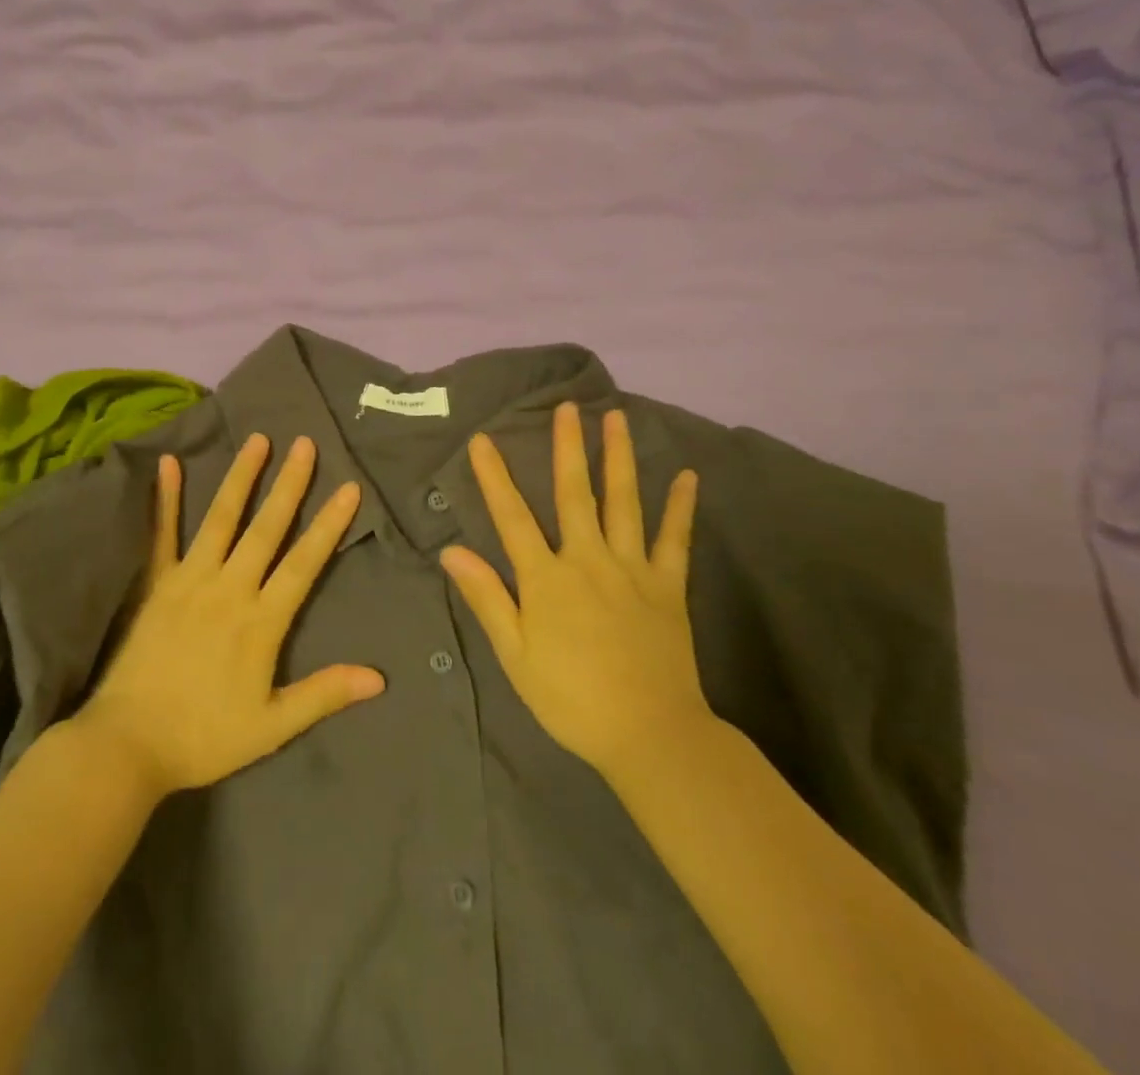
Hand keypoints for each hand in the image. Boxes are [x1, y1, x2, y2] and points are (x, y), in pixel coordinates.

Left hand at [73, 433, 385, 799]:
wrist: (127, 745)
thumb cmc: (204, 737)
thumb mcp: (272, 726)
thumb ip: (324, 694)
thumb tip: (379, 678)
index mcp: (260, 621)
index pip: (303, 564)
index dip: (328, 525)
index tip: (348, 488)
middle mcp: (229, 589)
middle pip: (266, 529)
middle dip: (289, 485)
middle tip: (305, 444)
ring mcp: (189, 580)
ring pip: (221, 520)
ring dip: (241, 478)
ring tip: (257, 440)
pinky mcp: (156, 584)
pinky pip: (161, 535)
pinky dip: (166, 499)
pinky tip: (168, 464)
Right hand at [439, 402, 708, 782]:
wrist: (648, 733)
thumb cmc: (571, 698)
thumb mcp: (515, 654)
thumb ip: (487, 597)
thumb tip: (452, 551)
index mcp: (546, 578)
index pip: (512, 517)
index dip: (495, 477)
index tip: (482, 440)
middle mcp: (587, 560)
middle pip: (574, 494)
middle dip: (568, 448)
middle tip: (567, 406)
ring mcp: (632, 569)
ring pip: (624, 503)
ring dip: (619, 458)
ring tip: (616, 419)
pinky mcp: (667, 586)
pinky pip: (675, 540)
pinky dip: (680, 507)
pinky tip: (687, 476)